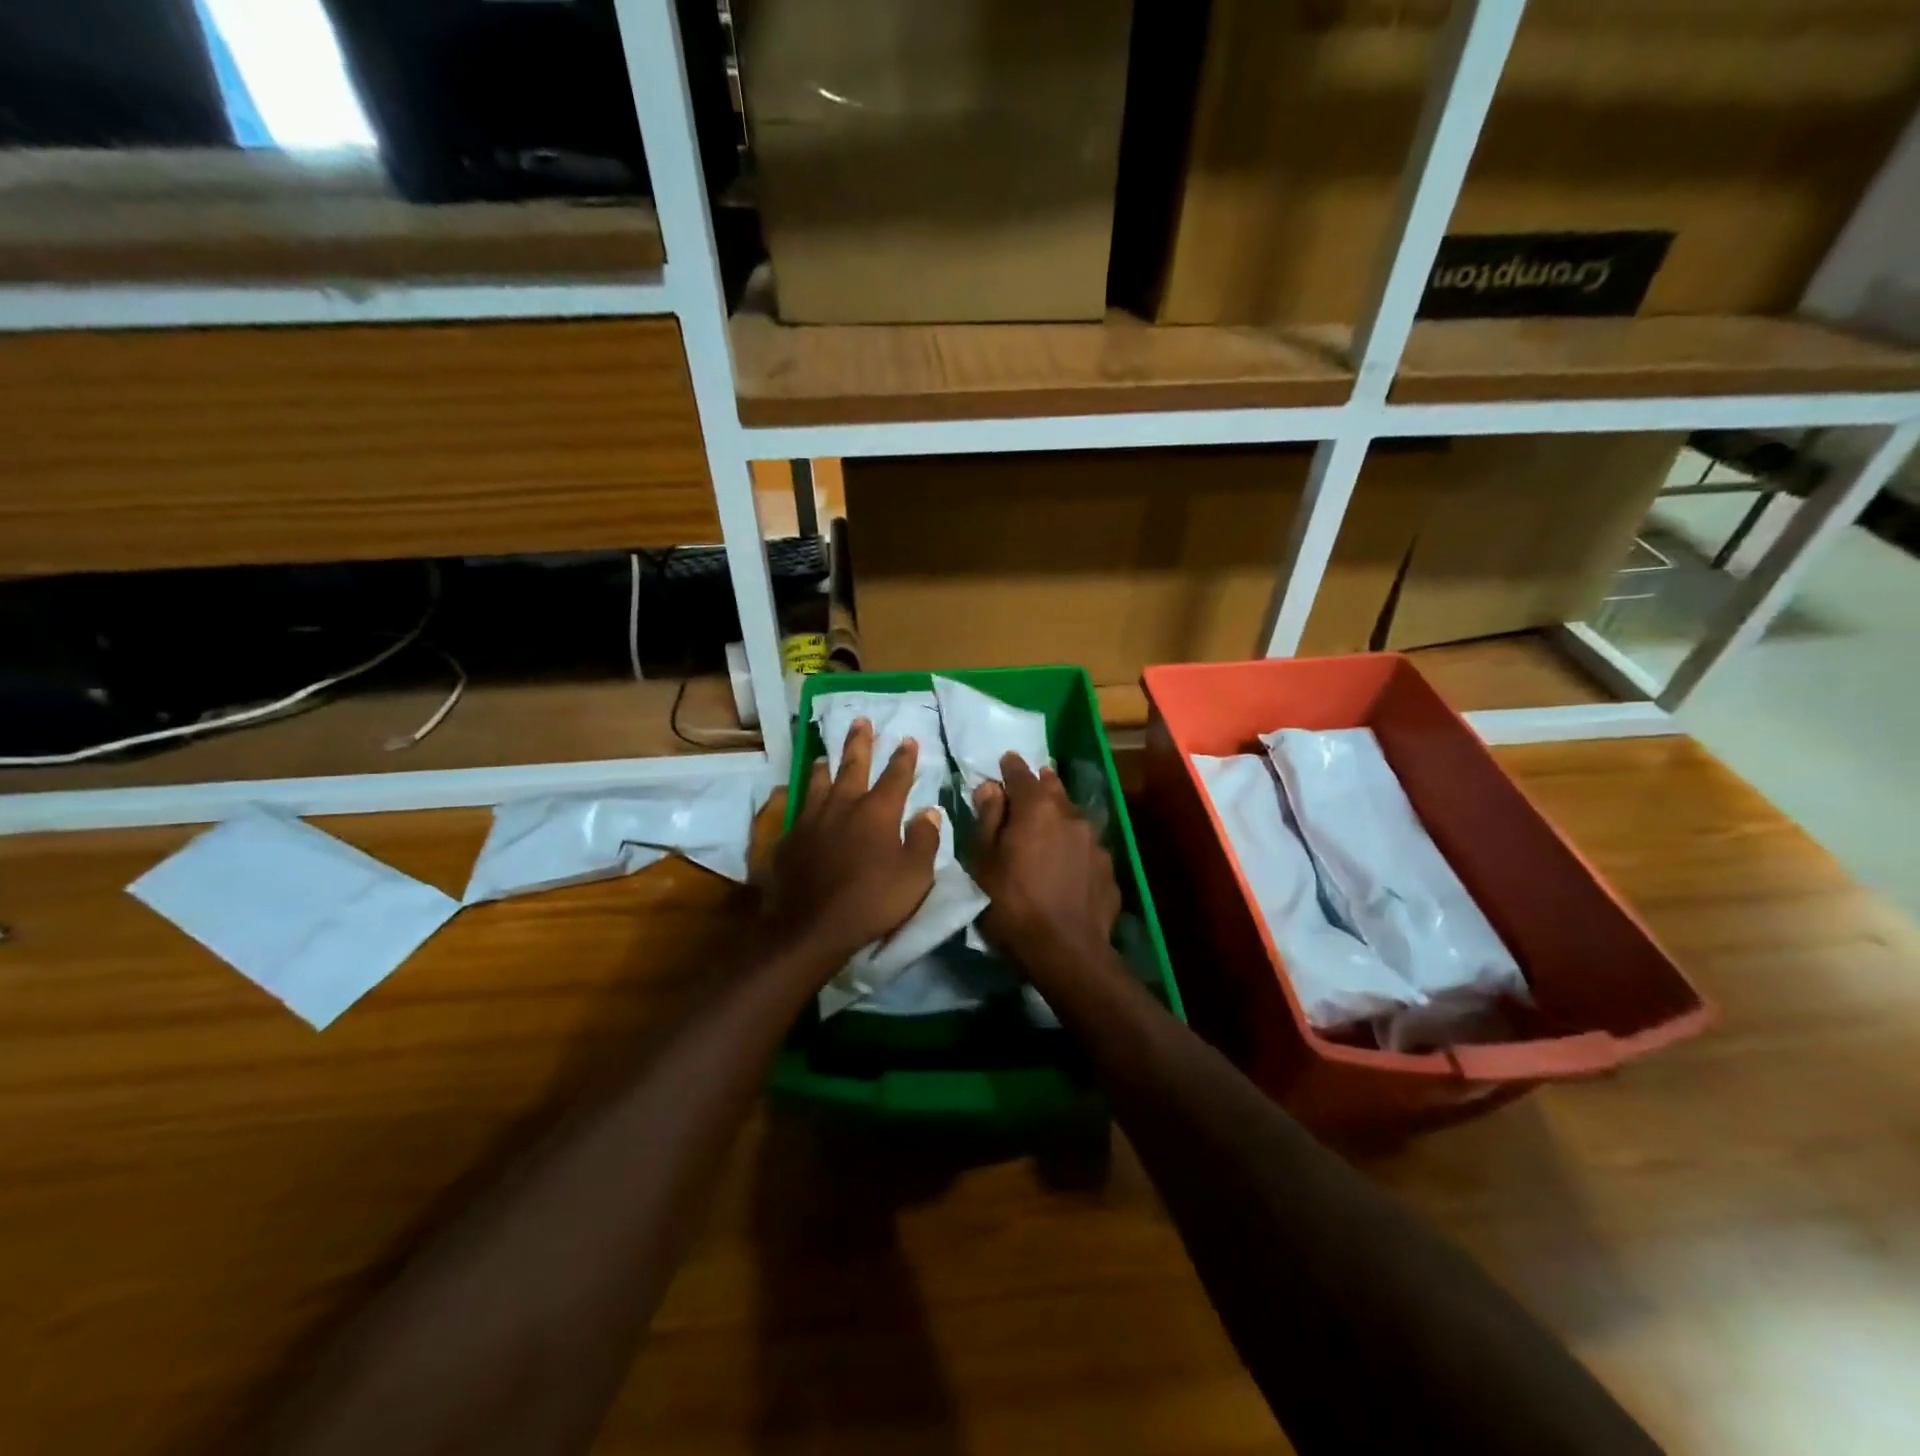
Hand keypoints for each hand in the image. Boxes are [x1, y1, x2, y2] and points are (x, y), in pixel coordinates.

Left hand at [757, 719, 941, 970]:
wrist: (810, 925)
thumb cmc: (871, 901)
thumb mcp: (914, 876)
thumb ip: (924, 840)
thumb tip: (929, 811)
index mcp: (878, 811)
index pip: (896, 776)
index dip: (904, 757)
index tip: (908, 739)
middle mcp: (844, 805)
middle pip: (853, 765)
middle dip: (859, 742)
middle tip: (860, 720)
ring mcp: (813, 819)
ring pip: (819, 782)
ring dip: (825, 765)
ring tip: (824, 754)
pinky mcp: (790, 837)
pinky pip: (799, 808)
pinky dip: (803, 797)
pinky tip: (801, 799)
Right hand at [972, 754, 1121, 980]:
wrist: (1067, 951)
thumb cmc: (1012, 904)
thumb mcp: (984, 862)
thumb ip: (987, 819)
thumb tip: (989, 787)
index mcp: (1037, 808)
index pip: (1021, 773)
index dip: (1010, 766)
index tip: (1005, 760)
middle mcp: (1070, 814)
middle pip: (1053, 789)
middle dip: (1040, 783)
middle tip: (1030, 783)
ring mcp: (1095, 841)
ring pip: (1073, 816)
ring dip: (1059, 814)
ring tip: (1048, 821)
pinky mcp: (1108, 867)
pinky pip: (1085, 846)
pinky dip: (1073, 845)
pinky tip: (1067, 861)